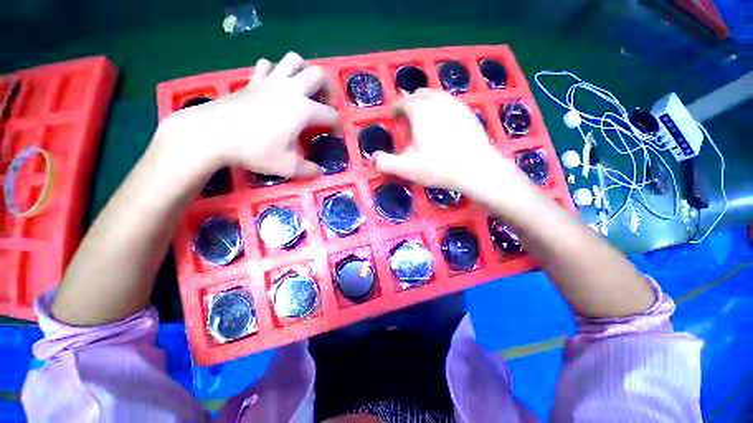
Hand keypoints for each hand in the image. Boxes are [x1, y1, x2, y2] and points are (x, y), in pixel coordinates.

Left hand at [157, 52, 338, 178]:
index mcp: (303, 110)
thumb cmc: (255, 150)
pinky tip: (276, 85)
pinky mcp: (253, 81)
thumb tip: (318, 172)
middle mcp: (291, 90)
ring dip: (304, 71)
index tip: (336, 136)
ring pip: (293, 60)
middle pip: (318, 75)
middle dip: (329, 89)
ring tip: (304, 88)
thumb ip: (308, 170)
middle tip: (326, 104)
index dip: (338, 126)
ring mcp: (271, 81)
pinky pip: (268, 65)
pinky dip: (277, 71)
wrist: (214, 134)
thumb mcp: (287, 166)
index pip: (330, 115)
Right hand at [373, 90, 533, 203]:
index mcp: (420, 110)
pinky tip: (443, 124)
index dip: (394, 108)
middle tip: (406, 117)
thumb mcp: (406, 168)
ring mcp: (456, 105)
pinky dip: (442, 109)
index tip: (392, 117)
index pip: (402, 102)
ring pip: (436, 96)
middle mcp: (437, 100)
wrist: (476, 169)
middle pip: (419, 94)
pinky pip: (450, 104)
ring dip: (426, 104)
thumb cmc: (438, 167)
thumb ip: (385, 163)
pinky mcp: (469, 113)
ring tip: (423, 119)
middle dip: (410, 103)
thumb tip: (372, 158)